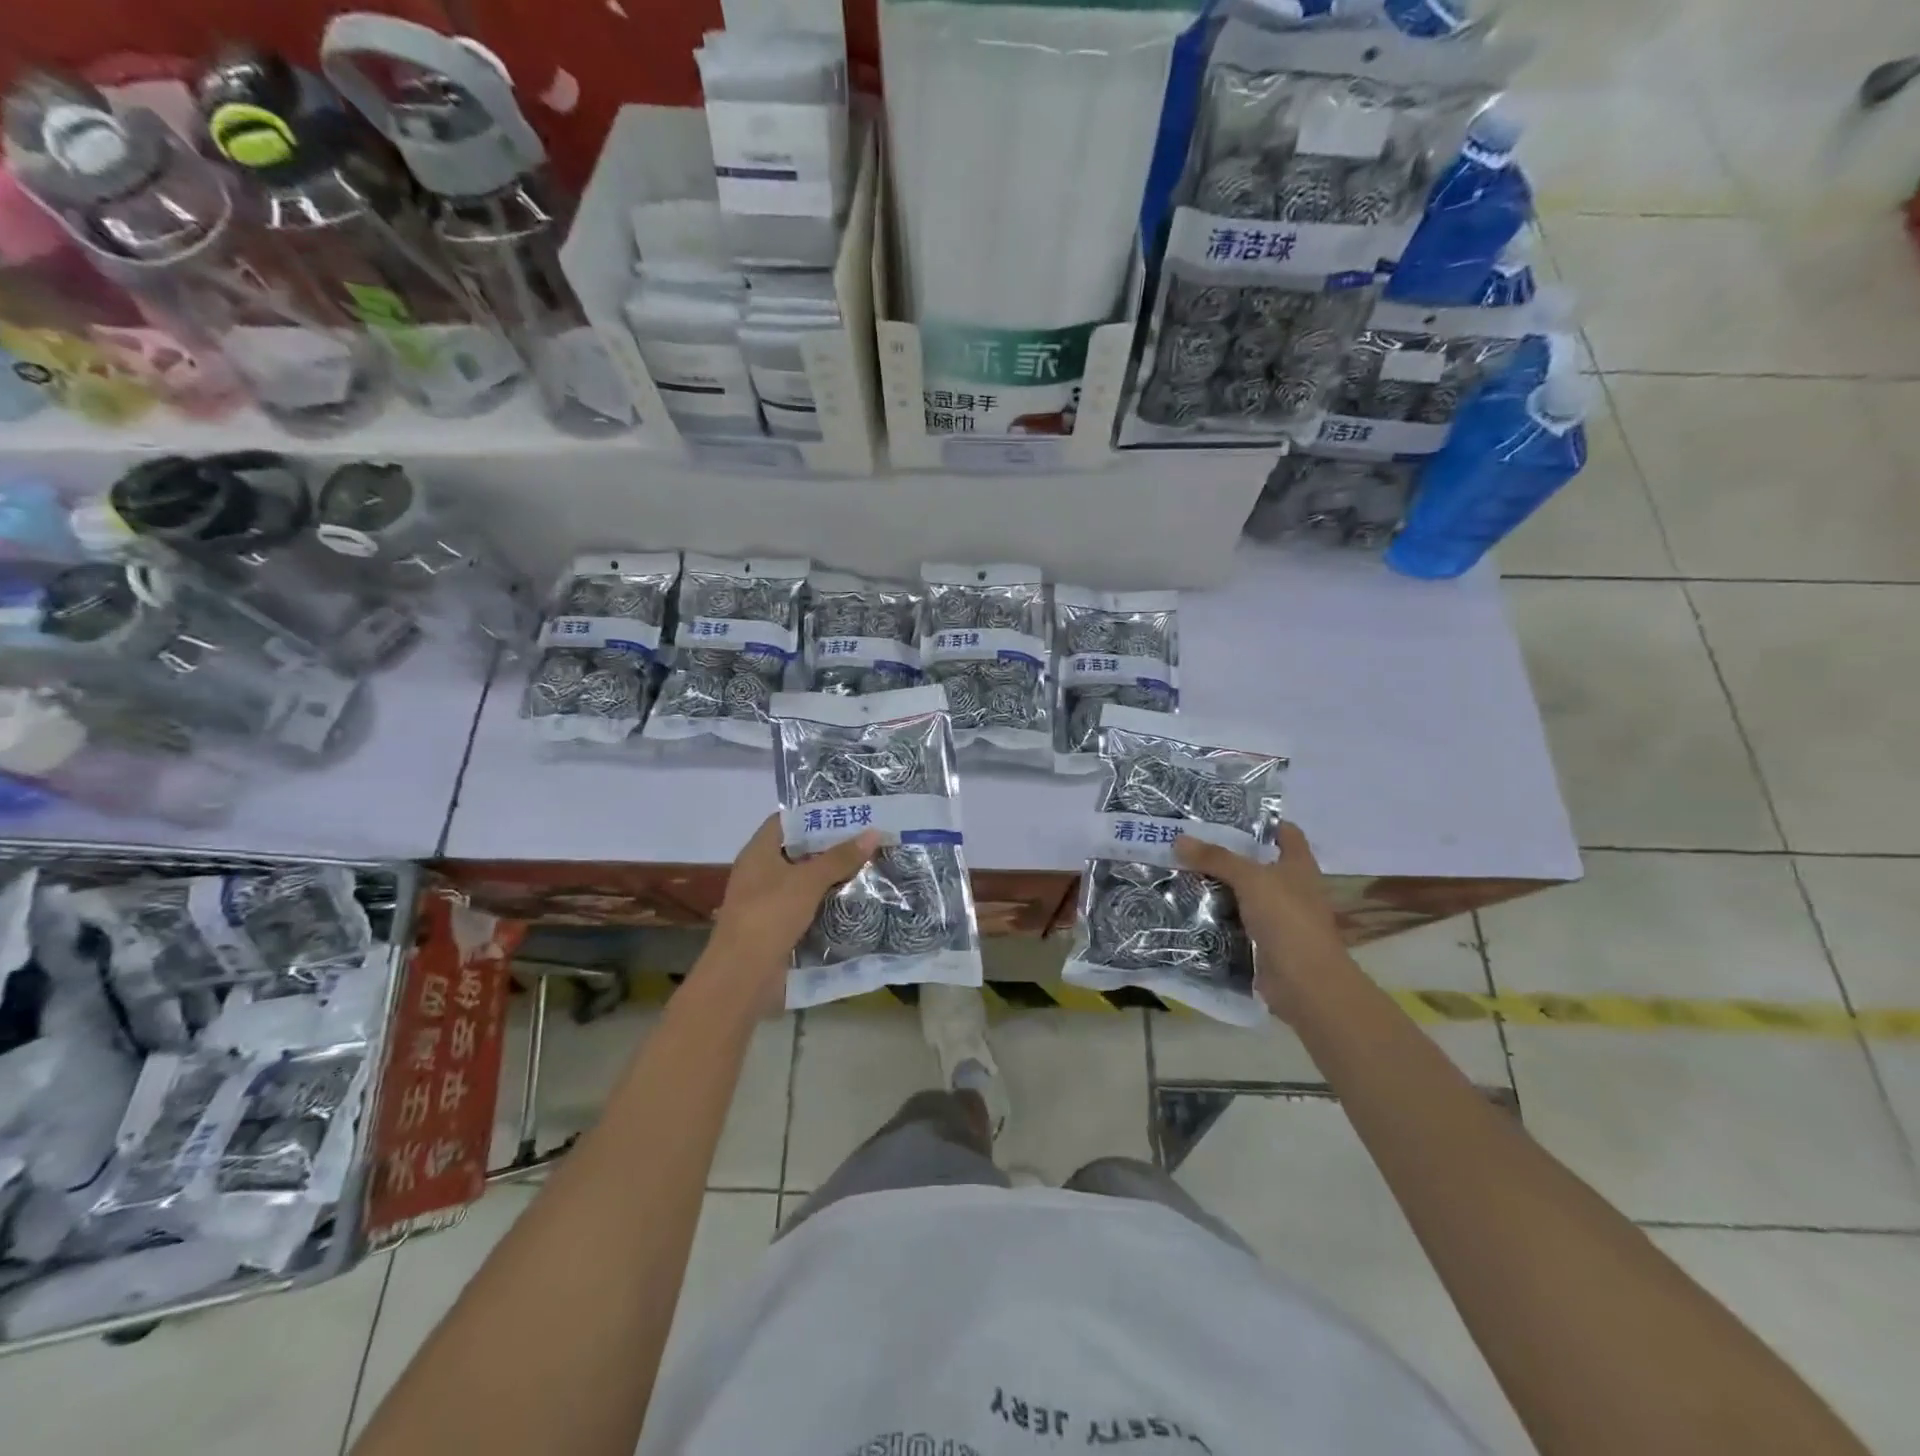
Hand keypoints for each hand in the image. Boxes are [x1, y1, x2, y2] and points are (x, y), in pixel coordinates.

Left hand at [707, 815, 879, 997]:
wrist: (743, 975)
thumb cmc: (770, 915)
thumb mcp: (809, 881)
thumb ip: (840, 857)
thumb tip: (873, 832)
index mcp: (758, 852)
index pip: (784, 821)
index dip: (812, 814)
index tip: (845, 814)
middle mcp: (758, 872)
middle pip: (796, 850)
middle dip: (827, 846)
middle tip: (863, 839)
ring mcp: (765, 901)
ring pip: (801, 880)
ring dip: (828, 876)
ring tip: (864, 866)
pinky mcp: (774, 926)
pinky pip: (802, 905)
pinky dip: (822, 901)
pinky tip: (849, 900)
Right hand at [1176, 822, 1349, 1018]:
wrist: (1305, 983)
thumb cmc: (1287, 919)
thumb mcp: (1250, 879)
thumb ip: (1216, 858)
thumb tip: (1179, 839)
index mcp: (1299, 865)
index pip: (1284, 832)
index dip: (1260, 821)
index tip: (1226, 815)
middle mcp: (1291, 888)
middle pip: (1257, 863)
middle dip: (1227, 854)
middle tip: (1189, 842)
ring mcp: (1278, 917)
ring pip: (1243, 894)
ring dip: (1217, 886)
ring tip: (1180, 870)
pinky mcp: (1263, 942)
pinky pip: (1234, 922)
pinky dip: (1216, 916)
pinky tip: (1188, 907)